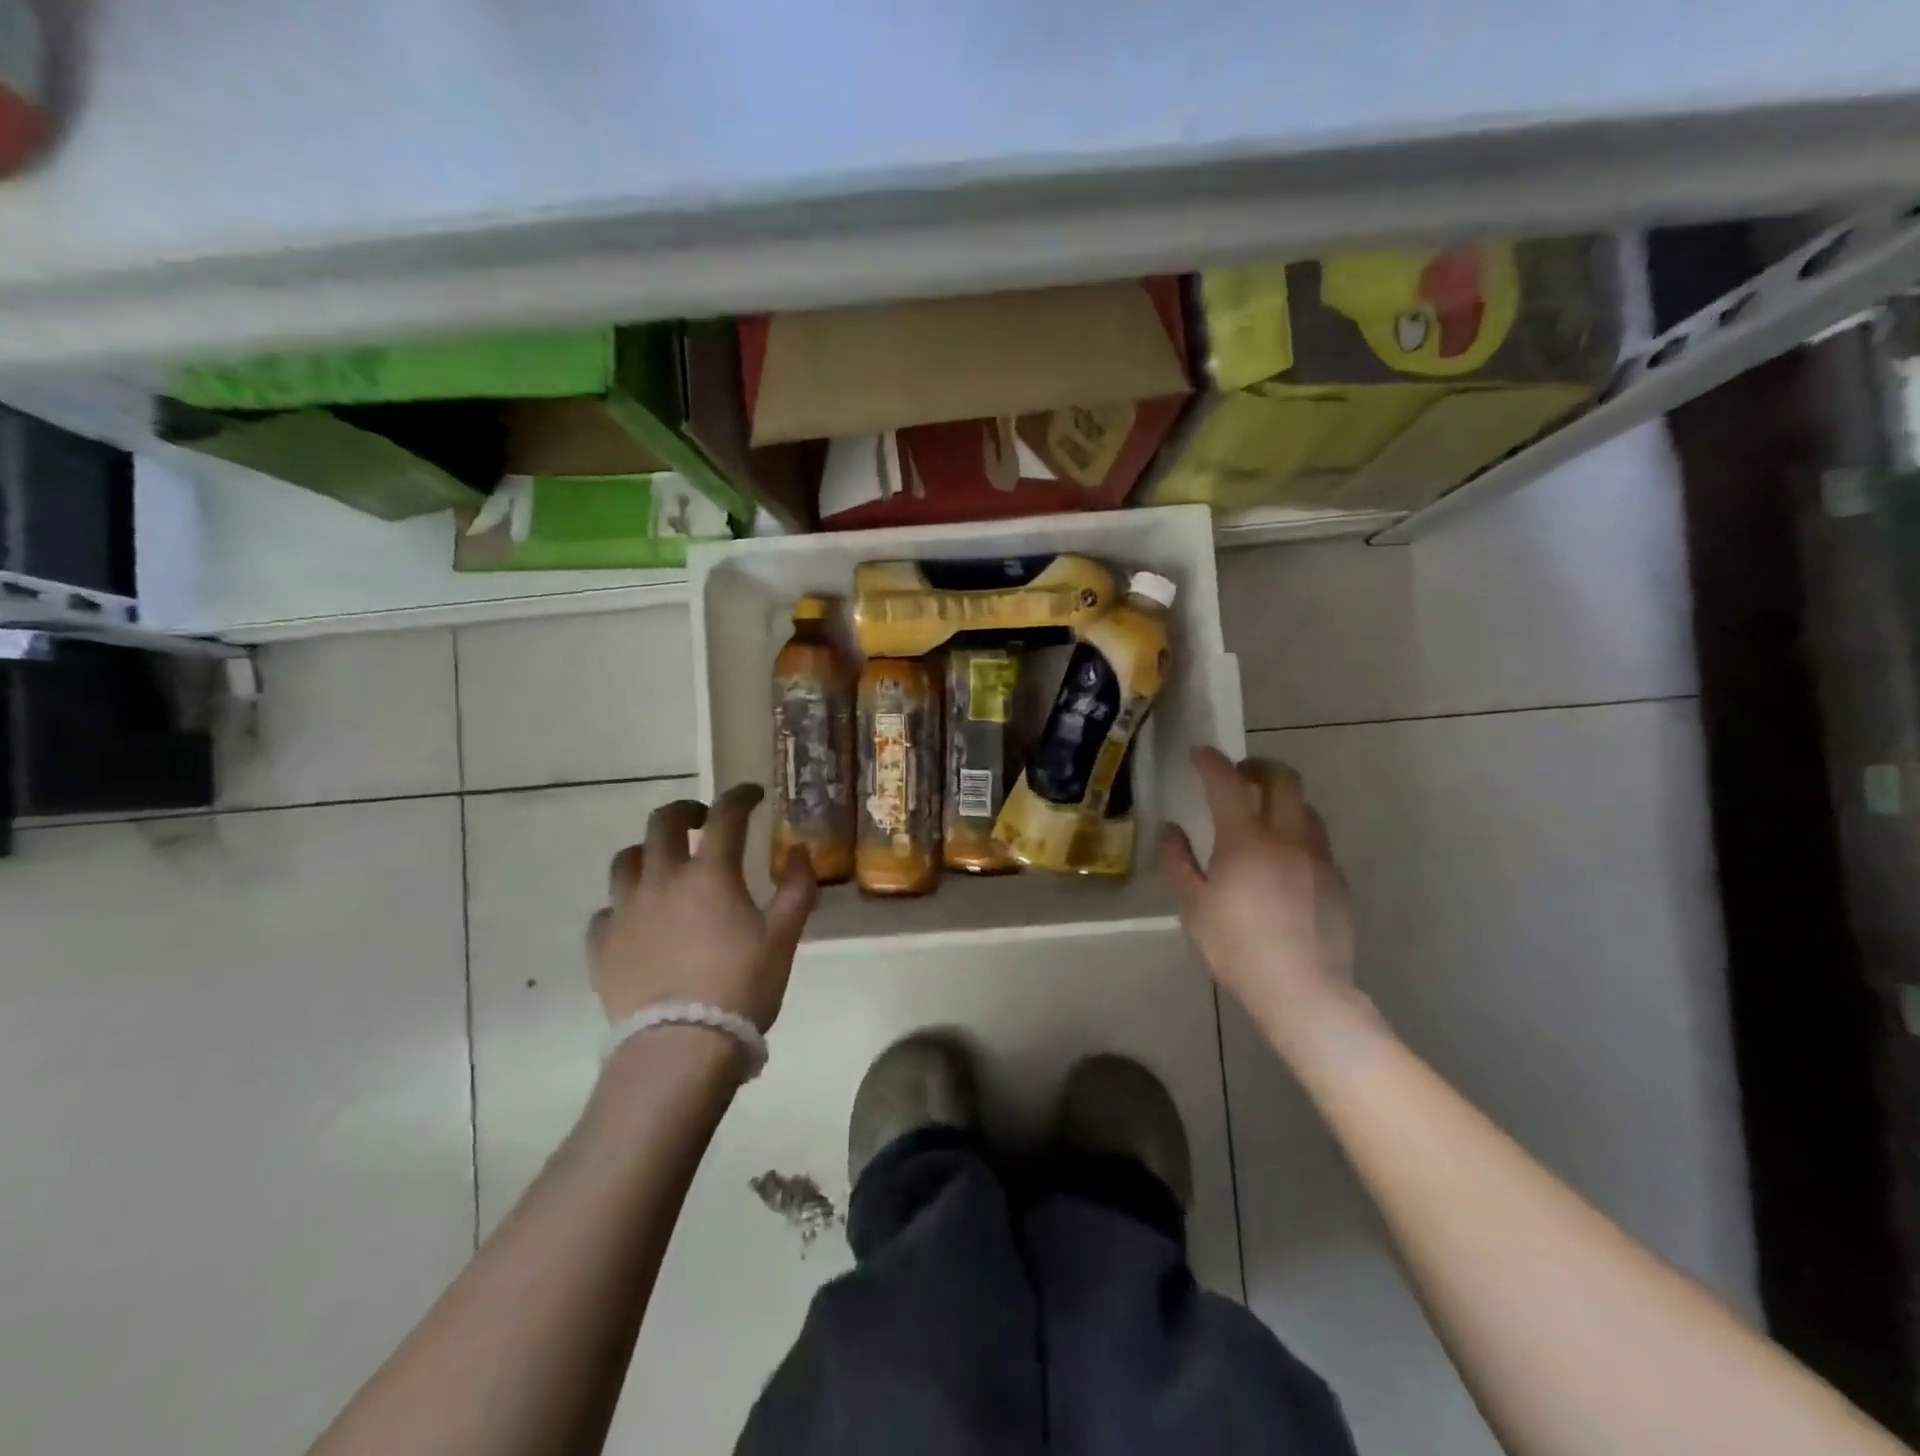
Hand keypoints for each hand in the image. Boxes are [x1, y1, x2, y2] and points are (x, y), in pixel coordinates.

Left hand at [587, 785, 816, 1033]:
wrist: (680, 1048)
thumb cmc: (741, 987)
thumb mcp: (784, 937)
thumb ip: (796, 888)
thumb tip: (799, 851)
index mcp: (709, 873)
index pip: (726, 815)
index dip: (740, 796)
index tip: (753, 794)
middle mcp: (661, 879)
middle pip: (663, 823)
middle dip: (686, 811)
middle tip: (703, 821)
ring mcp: (624, 910)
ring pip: (626, 860)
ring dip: (648, 852)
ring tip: (664, 865)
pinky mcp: (601, 944)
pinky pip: (605, 911)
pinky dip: (623, 905)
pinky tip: (636, 920)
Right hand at [1162, 748, 1355, 1038]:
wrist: (1304, 992)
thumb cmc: (1237, 948)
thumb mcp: (1193, 907)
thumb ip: (1178, 861)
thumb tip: (1172, 831)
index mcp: (1246, 840)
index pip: (1227, 783)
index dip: (1211, 762)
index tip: (1200, 754)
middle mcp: (1287, 837)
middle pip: (1284, 778)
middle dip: (1258, 767)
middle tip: (1238, 777)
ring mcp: (1318, 858)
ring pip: (1306, 808)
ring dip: (1282, 800)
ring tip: (1262, 818)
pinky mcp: (1337, 880)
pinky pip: (1316, 841)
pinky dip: (1296, 834)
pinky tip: (1283, 862)